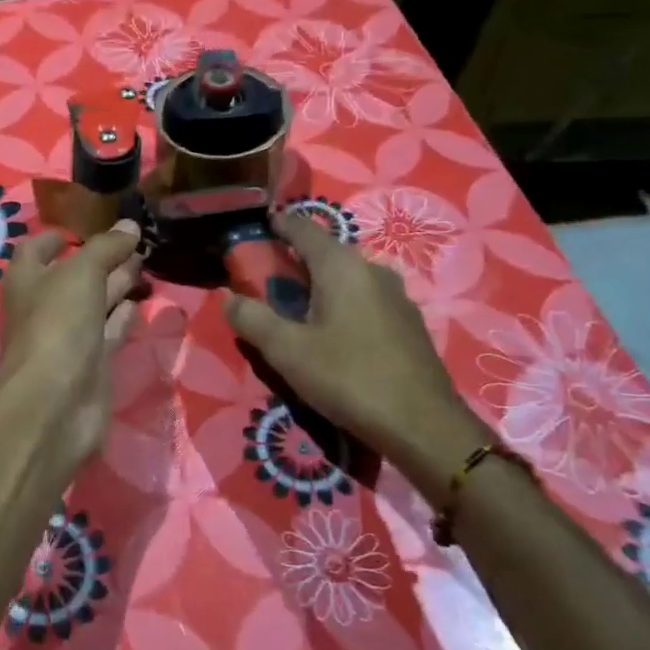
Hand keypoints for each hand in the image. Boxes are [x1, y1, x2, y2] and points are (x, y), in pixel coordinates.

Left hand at [0, 221, 143, 479]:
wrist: (55, 404)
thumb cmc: (57, 324)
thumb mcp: (81, 273)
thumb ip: (106, 248)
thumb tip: (129, 226)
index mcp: (27, 279)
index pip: (36, 248)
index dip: (58, 236)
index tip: (87, 226)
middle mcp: (43, 306)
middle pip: (72, 275)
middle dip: (100, 259)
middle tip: (136, 242)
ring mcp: (66, 337)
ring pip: (93, 303)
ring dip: (116, 285)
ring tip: (146, 265)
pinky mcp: (89, 364)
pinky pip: (108, 332)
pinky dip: (122, 317)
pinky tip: (139, 304)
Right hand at [224, 212, 487, 502]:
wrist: (423, 425)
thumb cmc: (348, 378)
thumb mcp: (287, 351)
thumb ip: (252, 319)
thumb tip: (227, 296)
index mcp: (341, 265)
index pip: (304, 227)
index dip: (279, 223)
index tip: (259, 226)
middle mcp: (372, 269)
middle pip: (326, 252)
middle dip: (296, 259)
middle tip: (268, 278)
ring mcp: (396, 296)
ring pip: (348, 277)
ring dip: (321, 284)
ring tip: (297, 307)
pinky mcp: (408, 322)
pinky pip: (366, 299)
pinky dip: (343, 303)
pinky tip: (334, 333)